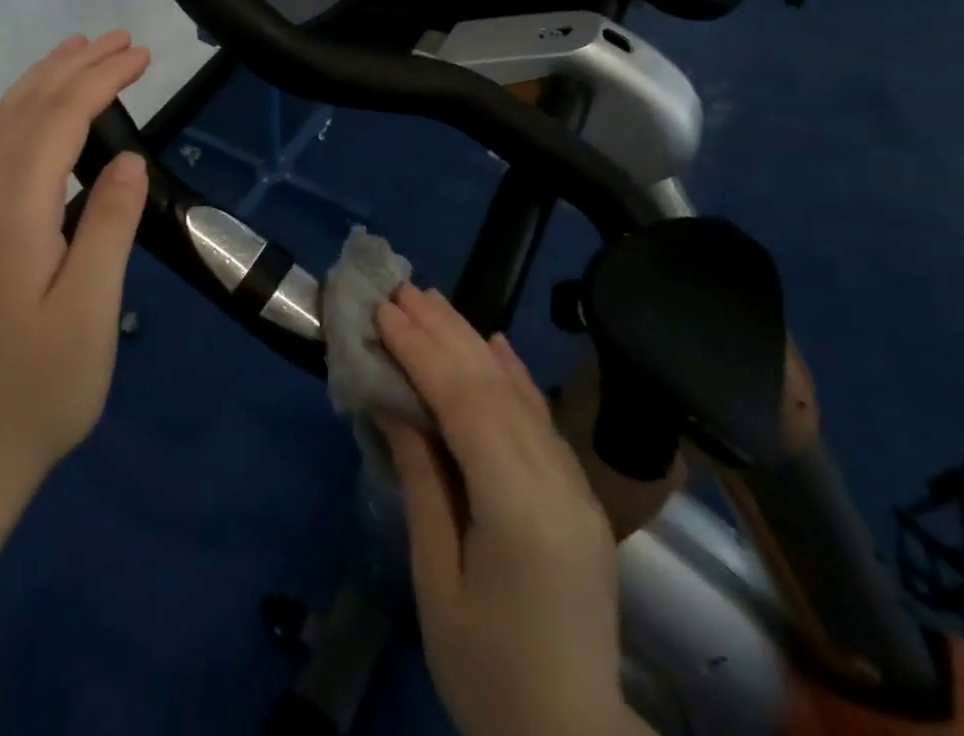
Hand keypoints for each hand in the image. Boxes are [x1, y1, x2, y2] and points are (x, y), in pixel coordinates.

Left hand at [0, 32, 150, 502]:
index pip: (56, 124)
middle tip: (120, 41)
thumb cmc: (40, 391)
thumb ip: (107, 227)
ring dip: (42, 82)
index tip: (141, 56)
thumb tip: (129, 160)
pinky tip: (44, 116)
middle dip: (71, 67)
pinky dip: (23, 113)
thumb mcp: (89, 313)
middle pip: (22, 112)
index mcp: (12, 219)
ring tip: (79, 53)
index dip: (99, 81)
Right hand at [377, 286, 633, 735]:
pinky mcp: (579, 492)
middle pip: (493, 386)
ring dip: (472, 340)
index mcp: (518, 509)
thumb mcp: (437, 581)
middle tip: (402, 291)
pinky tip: (494, 340)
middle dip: (443, 332)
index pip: (466, 405)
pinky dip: (514, 373)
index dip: (422, 351)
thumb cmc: (487, 673)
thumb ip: (422, 482)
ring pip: (518, 392)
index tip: (385, 312)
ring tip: (434, 301)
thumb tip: (394, 403)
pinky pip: (542, 418)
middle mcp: (555, 482)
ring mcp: (574, 485)